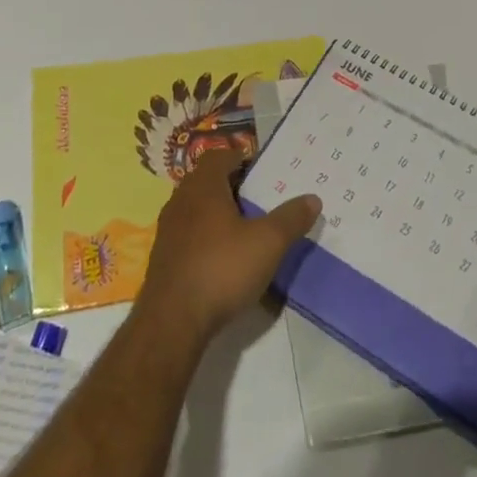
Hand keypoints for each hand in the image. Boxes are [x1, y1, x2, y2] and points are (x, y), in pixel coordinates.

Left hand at [137, 147, 321, 341]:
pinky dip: (206, 235)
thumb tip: (313, 198)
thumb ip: (291, 219)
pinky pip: (188, 232)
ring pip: (196, 206)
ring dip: (217, 211)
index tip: (261, 172)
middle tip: (258, 199)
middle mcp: (181, 199)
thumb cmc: (222, 269)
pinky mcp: (164, 256)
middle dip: (231, 185)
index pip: (218, 156)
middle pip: (206, 179)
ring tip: (244, 228)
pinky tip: (223, 257)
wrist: (172, 321)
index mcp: (203, 186)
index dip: (239, 158)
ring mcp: (168, 228)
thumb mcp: (267, 243)